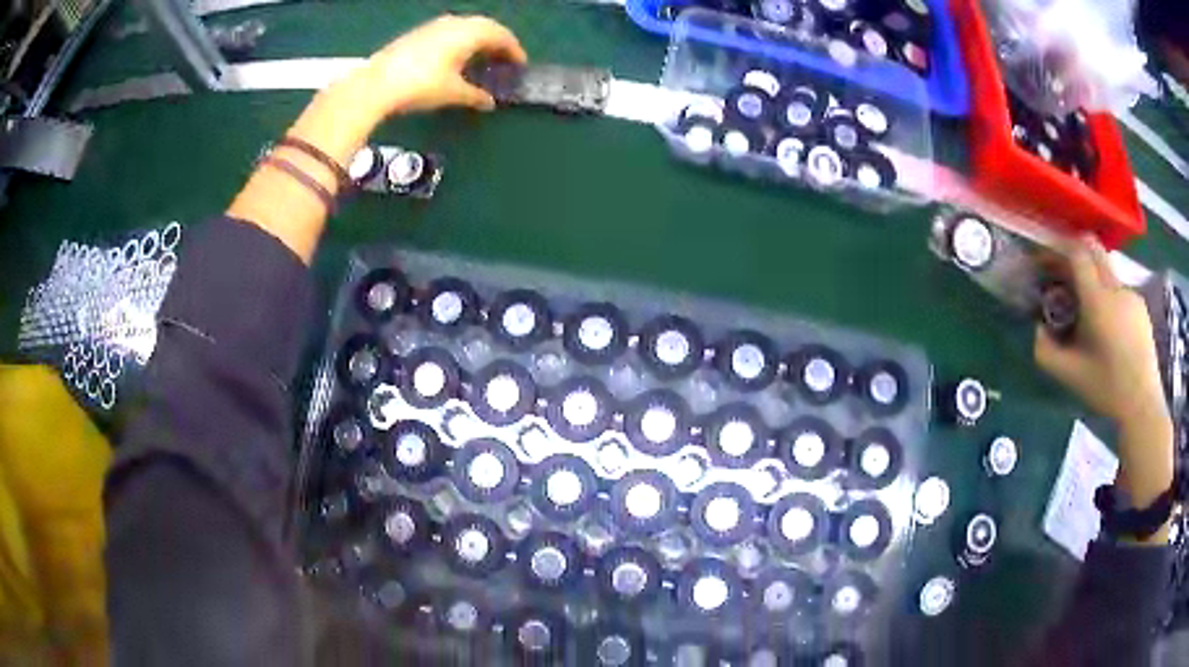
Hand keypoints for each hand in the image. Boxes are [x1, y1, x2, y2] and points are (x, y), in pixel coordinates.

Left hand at [359, 15, 527, 114]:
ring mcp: (434, 26)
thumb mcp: (453, 93)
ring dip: (478, 40)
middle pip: (485, 27)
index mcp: (469, 33)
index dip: (514, 50)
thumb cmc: (422, 85)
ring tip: (481, 58)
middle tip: (504, 59)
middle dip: (497, 42)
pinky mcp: (418, 34)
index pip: (501, 35)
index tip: (520, 65)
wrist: (376, 84)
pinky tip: (455, 57)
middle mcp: (455, 23)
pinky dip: (460, 41)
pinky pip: (450, 32)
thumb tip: (489, 102)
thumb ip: (475, 95)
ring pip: (466, 27)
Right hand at [1034, 236, 1167, 425]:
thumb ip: (1046, 351)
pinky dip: (1108, 296)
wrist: (1142, 404)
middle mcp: (1115, 287)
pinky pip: (1118, 289)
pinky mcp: (1140, 305)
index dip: (1059, 250)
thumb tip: (1038, 329)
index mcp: (1097, 300)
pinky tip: (1108, 326)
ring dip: (1092, 279)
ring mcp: (1130, 294)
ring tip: (1088, 312)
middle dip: (1075, 254)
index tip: (1047, 261)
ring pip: (1106, 271)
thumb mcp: (1070, 375)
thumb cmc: (1107, 389)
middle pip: (1093, 250)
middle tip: (1063, 275)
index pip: (1077, 253)